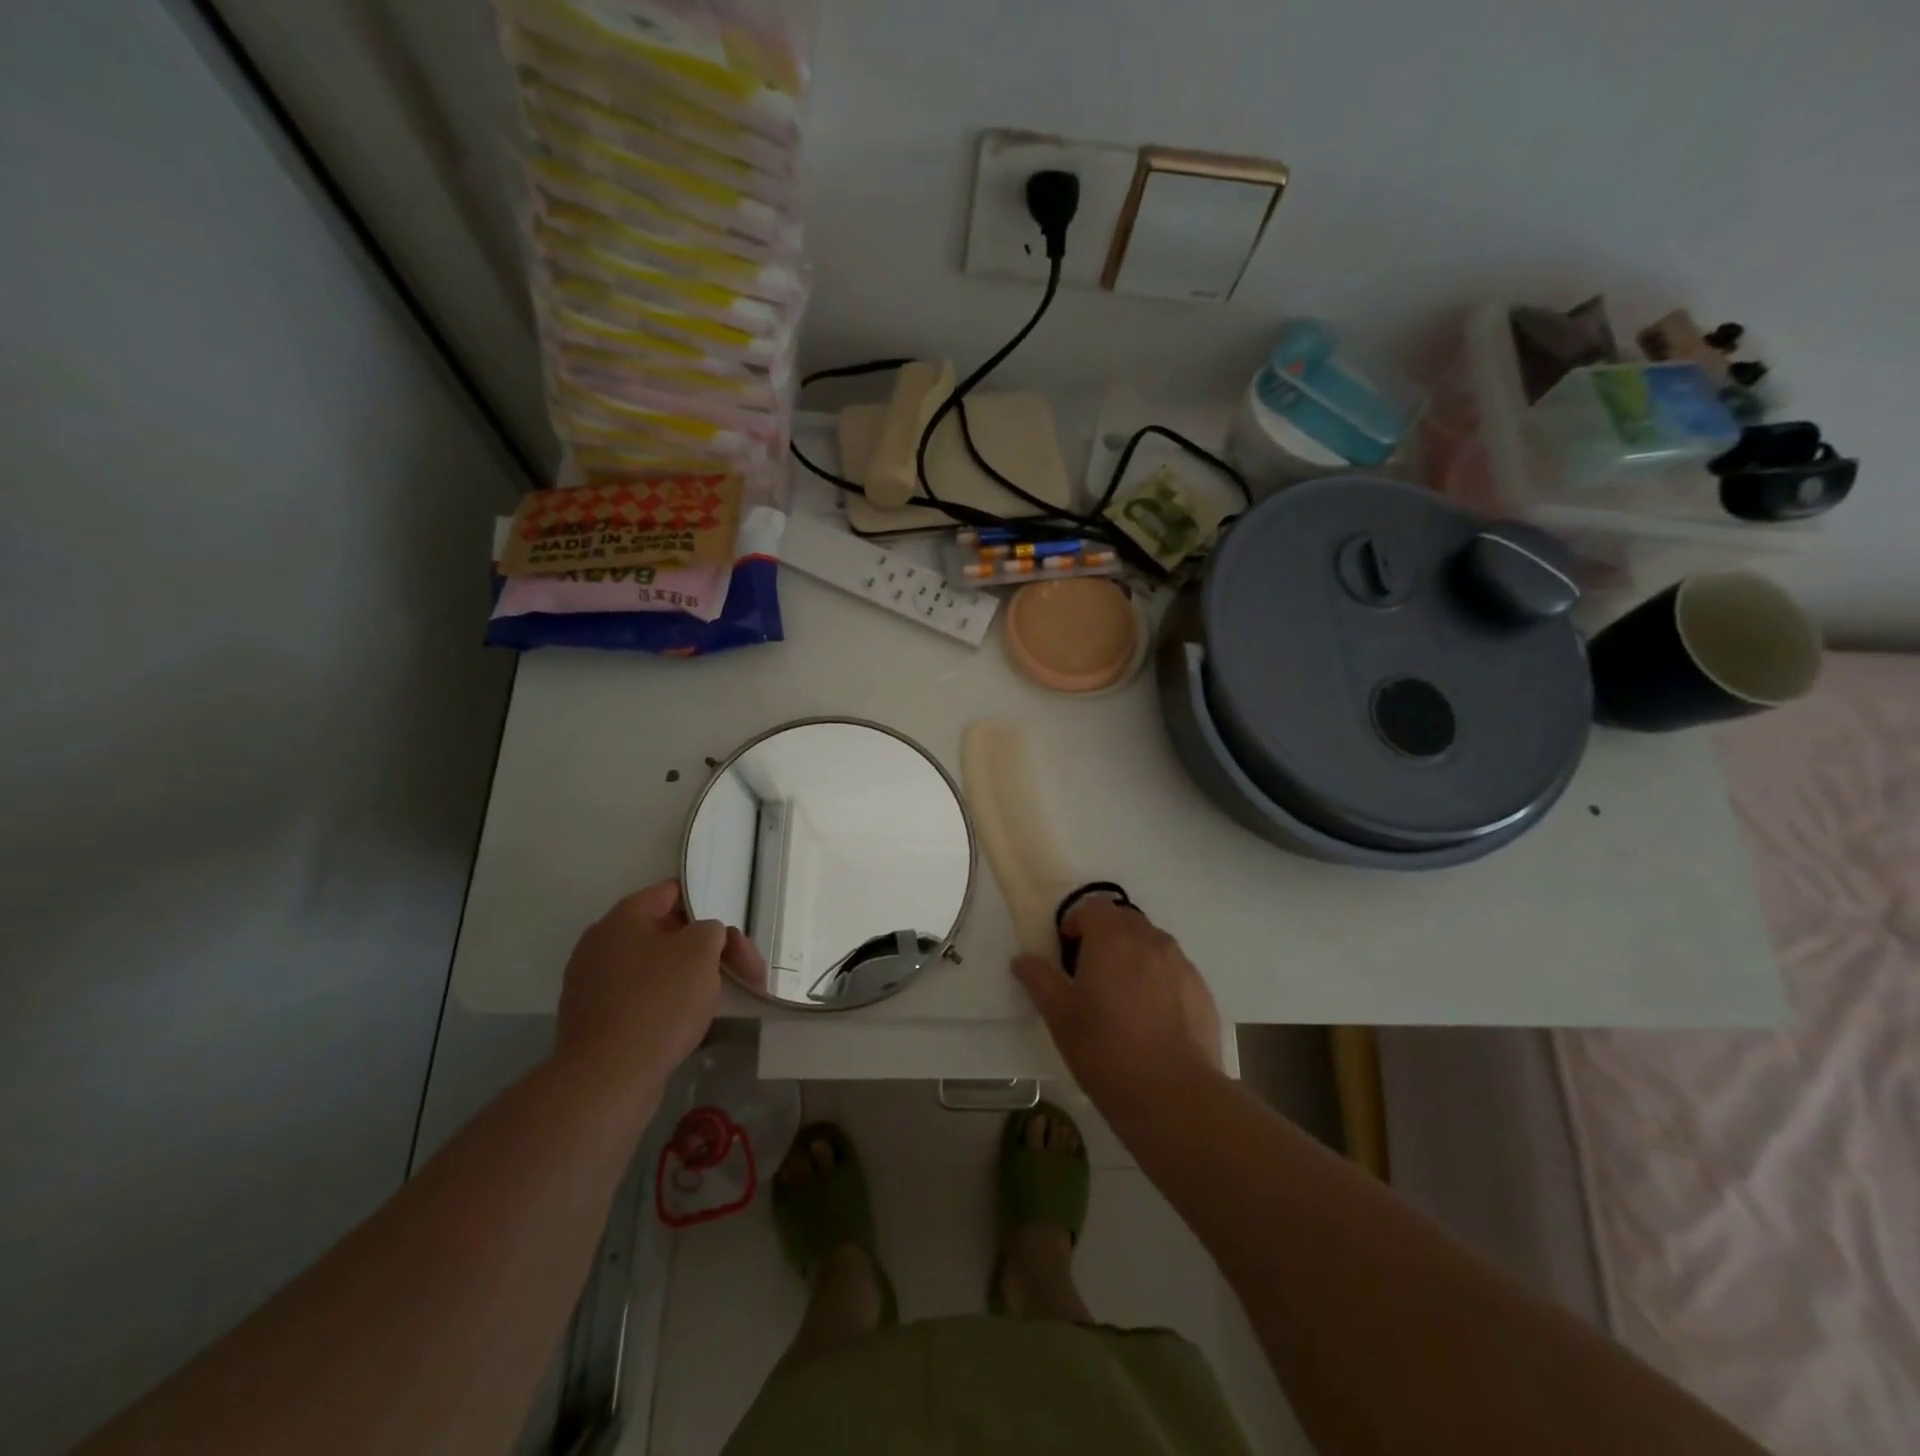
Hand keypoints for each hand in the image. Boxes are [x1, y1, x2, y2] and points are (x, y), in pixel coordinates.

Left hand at [555, 880, 741, 1104]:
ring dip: (685, 977)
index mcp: (623, 918)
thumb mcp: (701, 952)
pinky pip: (638, 999)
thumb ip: (710, 930)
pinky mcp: (593, 1021)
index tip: (728, 930)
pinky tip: (683, 1024)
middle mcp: (600, 944)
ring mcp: (591, 985)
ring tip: (715, 999)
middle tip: (737, 969)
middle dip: (703, 948)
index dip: (705, 904)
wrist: (608, 1078)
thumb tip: (701, 937)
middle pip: (664, 933)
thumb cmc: (659, 1002)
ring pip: (652, 968)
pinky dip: (663, 1004)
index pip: (670, 893)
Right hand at [1012, 897, 1222, 1118]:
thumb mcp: (1061, 1018)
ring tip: (1123, 993)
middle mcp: (1150, 941)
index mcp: (1112, 940)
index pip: (1094, 907)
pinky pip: (1174, 970)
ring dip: (1134, 954)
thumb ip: (1040, 981)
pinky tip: (1152, 1016)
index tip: (1066, 947)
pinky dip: (1159, 978)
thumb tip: (1022, 960)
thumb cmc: (1107, 1051)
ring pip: (1153, 943)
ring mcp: (1181, 965)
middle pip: (1125, 920)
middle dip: (1106, 934)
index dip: (1077, 921)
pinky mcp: (1202, 991)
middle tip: (1091, 969)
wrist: (1174, 1096)